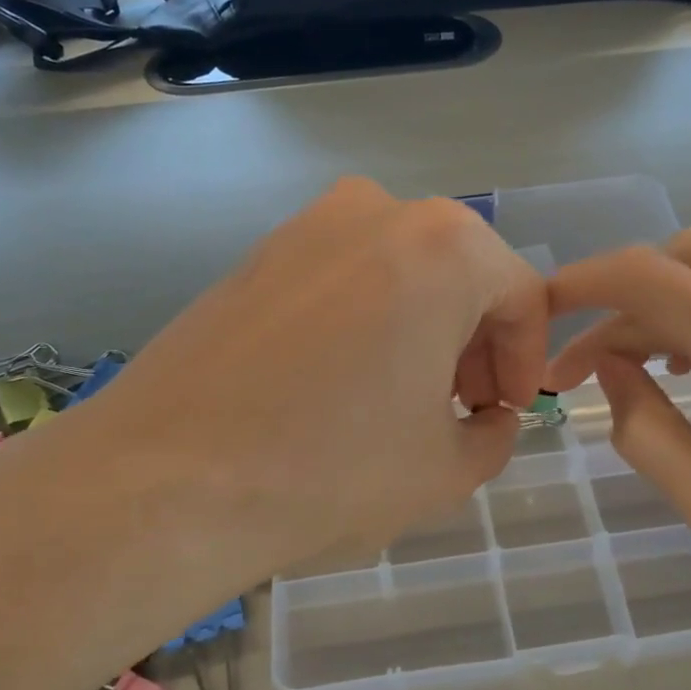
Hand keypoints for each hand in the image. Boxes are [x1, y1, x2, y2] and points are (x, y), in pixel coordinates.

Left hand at [0, 178, 547, 585]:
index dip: (526, 360)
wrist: (164, 478)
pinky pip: (341, 278)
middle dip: (473, 343)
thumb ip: (493, 434)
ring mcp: (307, 225)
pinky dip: (364, 320)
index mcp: (443, 246)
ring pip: (399, 272)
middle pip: (459, 275)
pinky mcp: (256, 253)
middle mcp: (377, 211)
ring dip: (420, 328)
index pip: (521, 295)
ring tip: (401, 399)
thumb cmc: (329, 468)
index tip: (507, 412)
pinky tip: (340, 382)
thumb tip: (488, 417)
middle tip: (460, 408)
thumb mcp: (445, 469)